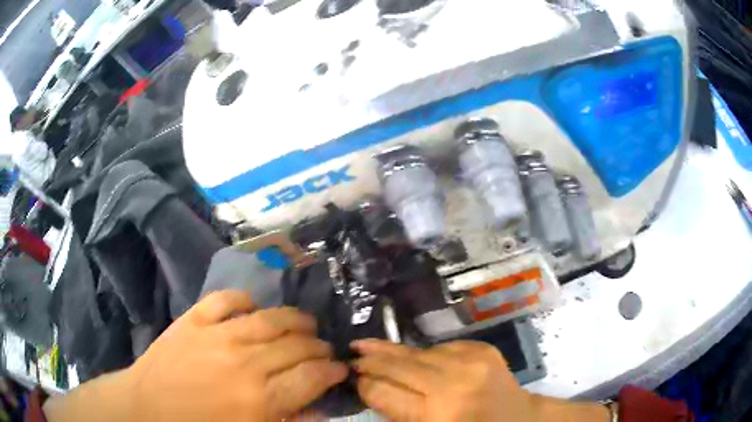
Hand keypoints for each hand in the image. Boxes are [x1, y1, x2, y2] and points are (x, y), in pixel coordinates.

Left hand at [45, 291, 347, 421]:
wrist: (146, 409)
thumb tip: (320, 410)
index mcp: (261, 399)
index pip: (313, 376)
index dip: (333, 371)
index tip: (339, 370)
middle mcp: (245, 362)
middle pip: (298, 345)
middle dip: (319, 347)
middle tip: (324, 350)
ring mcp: (217, 334)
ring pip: (270, 318)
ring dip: (295, 320)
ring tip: (304, 324)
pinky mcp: (194, 318)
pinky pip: (227, 299)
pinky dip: (245, 300)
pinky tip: (253, 309)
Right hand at [353, 339, 608, 421]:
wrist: (520, 420)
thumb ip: (399, 413)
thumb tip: (371, 389)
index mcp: (438, 414)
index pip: (385, 393)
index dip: (365, 384)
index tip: (350, 377)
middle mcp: (453, 383)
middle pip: (399, 366)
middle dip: (370, 360)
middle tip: (349, 353)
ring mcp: (471, 360)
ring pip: (417, 352)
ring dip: (392, 352)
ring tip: (367, 346)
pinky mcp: (482, 349)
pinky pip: (440, 348)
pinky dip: (423, 354)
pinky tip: (412, 357)